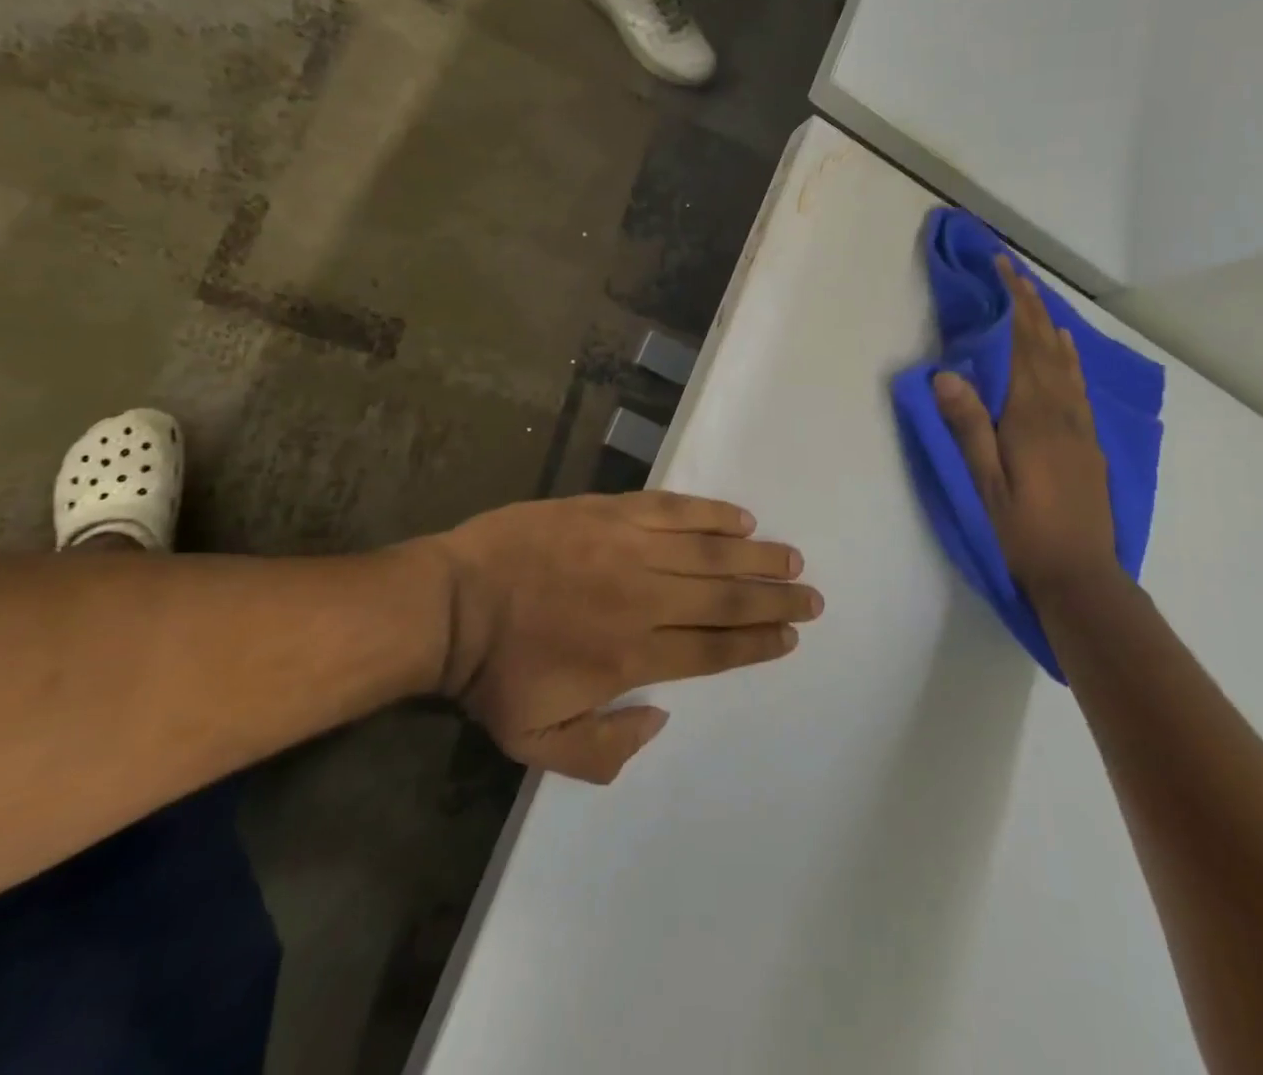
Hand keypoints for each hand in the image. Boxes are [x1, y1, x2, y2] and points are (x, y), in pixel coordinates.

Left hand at [433, 492, 820, 782]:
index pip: (713, 650)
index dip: (757, 643)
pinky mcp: (611, 512)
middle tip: (812, 597)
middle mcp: (643, 600)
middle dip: (775, 601)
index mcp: (631, 657)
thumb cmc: (493, 675)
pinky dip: (711, 514)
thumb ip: (605, 751)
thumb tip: (662, 718)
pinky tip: (741, 519)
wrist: (450, 602)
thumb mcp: (538, 744)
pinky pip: (673, 510)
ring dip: (756, 559)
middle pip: (724, 600)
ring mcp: (629, 549)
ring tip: (792, 560)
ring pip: (709, 554)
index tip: (790, 637)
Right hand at [933, 256, 1122, 604]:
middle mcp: (1061, 411)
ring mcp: (1080, 426)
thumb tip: (946, 373)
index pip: (1023, 346)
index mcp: (1032, 417)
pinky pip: (1078, 384)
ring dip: (1048, 324)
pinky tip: (1065, 349)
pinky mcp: (1088, 442)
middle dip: (1030, 304)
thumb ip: (968, 427)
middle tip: (1014, 270)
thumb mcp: (986, 483)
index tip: (1004, 268)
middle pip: (1046, 346)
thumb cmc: (1024, 531)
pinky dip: (1069, 356)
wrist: (1081, 574)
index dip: (1016, 304)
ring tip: (1035, 297)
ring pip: (1066, 362)